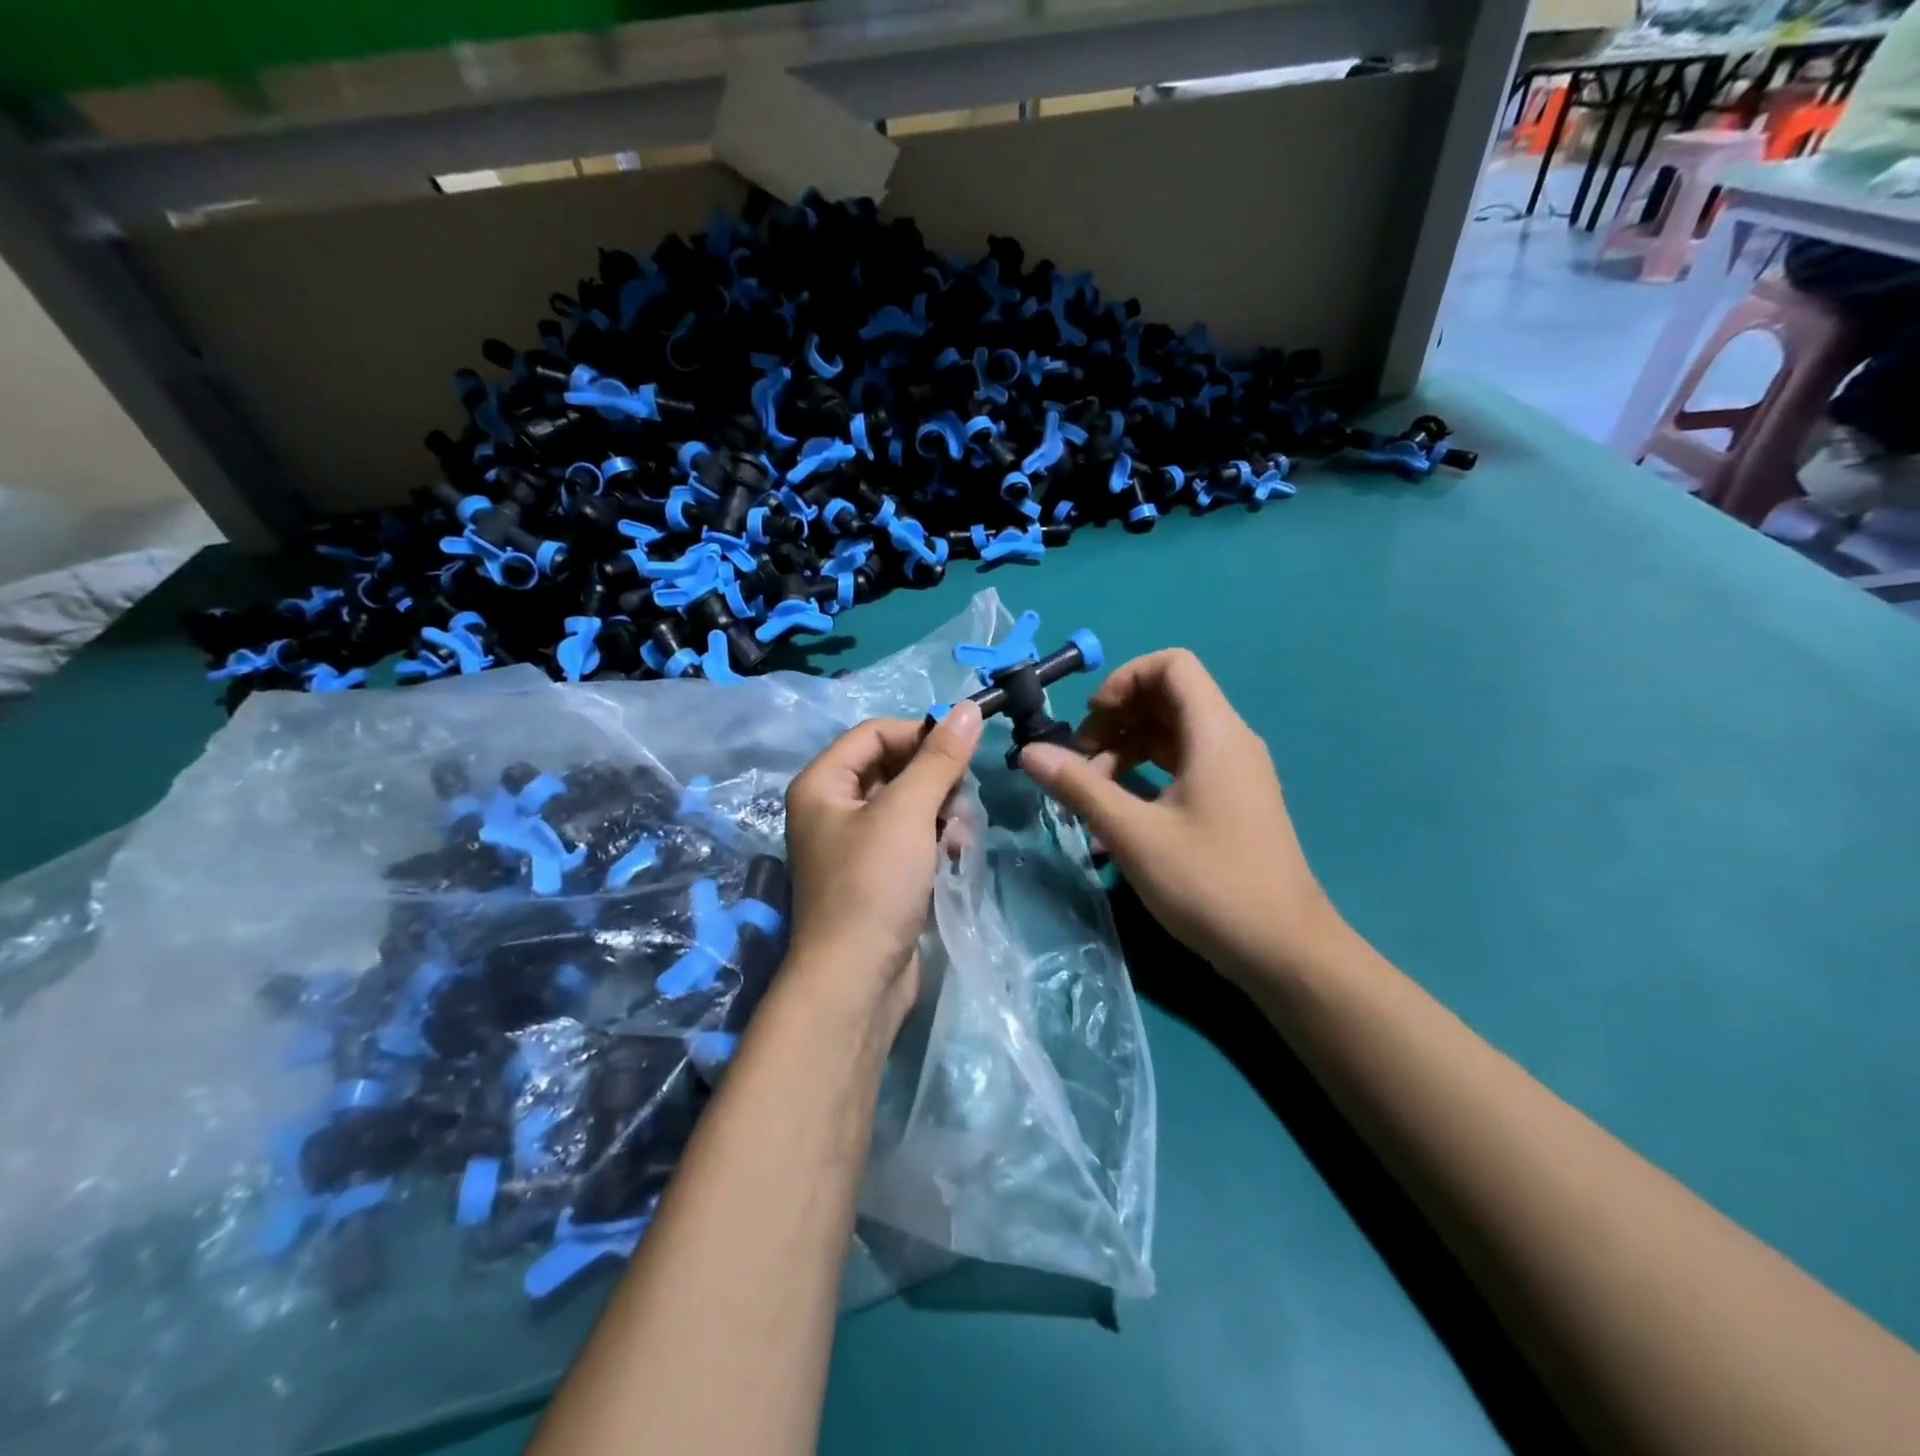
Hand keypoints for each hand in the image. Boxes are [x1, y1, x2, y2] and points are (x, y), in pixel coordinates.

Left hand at [783, 701, 983, 1011]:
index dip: (919, 735)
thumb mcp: (908, 812)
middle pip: (893, 767)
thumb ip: (939, 758)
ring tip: (958, 834)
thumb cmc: (873, 884)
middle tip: (961, 799)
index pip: (875, 733)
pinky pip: (910, 837)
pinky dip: (933, 839)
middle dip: (934, 780)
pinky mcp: (876, 874)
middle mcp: (832, 808)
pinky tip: (954, 854)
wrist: (855, 980)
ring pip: (907, 803)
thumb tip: (968, 708)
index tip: (962, 751)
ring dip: (940, 811)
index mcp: (822, 783)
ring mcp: (854, 843)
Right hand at [1018, 650, 1339, 979]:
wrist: (1284, 951)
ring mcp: (1234, 774)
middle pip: (1166, 699)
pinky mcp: (1231, 803)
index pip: (1172, 665)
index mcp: (1215, 733)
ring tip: (1091, 797)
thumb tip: (1029, 752)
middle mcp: (1230, 741)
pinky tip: (1115, 820)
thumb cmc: (1209, 883)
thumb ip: (1079, 786)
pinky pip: (1182, 768)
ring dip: (1125, 754)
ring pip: (1170, 737)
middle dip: (1115, 722)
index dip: (1124, 680)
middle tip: (1080, 765)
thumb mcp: (1133, 833)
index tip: (1091, 720)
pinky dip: (1145, 779)